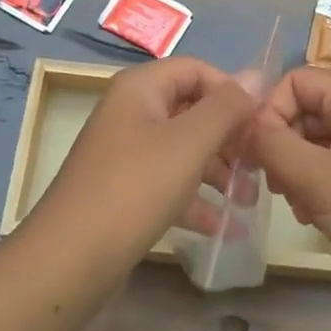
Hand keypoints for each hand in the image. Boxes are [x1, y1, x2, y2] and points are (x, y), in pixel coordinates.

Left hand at [26, 59, 258, 277]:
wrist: (69, 260)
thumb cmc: (134, 188)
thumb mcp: (188, 144)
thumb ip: (226, 107)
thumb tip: (257, 72)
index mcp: (141, 87)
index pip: (197, 70)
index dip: (232, 91)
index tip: (261, 124)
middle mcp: (131, 111)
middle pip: (191, 109)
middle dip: (229, 136)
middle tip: (261, 166)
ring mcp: (125, 152)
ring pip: (183, 148)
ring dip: (218, 170)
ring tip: (248, 199)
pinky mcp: (125, 190)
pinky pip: (169, 182)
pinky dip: (196, 199)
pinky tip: (225, 227)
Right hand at [251, 67, 330, 298]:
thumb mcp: (316, 178)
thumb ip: (272, 144)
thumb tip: (244, 123)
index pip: (294, 81)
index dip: (270, 112)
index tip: (257, 154)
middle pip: (302, 109)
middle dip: (282, 146)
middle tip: (276, 186)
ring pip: (313, 139)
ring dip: (295, 169)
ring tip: (297, 206)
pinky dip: (315, 183)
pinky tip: (312, 214)